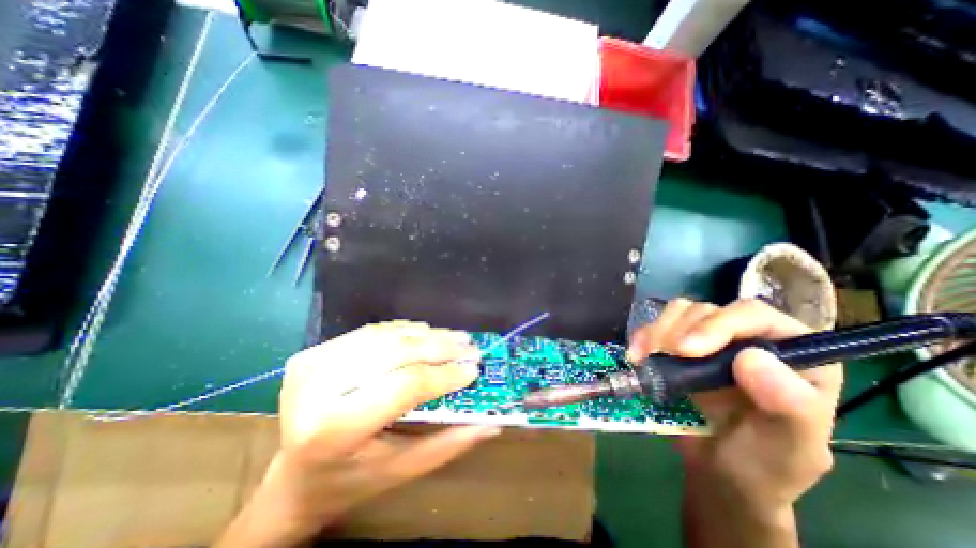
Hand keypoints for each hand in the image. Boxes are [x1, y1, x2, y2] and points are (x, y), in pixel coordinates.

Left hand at [215, 321, 498, 547]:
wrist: (292, 476)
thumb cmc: (351, 480)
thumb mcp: (401, 471)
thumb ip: (448, 445)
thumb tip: (491, 424)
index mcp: (335, 428)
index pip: (405, 386)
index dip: (444, 374)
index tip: (474, 369)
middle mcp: (318, 388)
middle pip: (396, 353)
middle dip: (440, 347)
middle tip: (470, 346)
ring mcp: (312, 363)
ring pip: (386, 336)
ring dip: (426, 334)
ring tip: (455, 336)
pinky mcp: (315, 352)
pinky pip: (372, 331)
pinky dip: (403, 330)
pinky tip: (426, 333)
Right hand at [630, 296, 842, 538]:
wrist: (720, 473)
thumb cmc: (763, 465)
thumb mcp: (789, 449)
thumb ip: (789, 407)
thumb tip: (752, 359)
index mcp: (793, 354)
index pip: (754, 316)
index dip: (717, 325)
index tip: (685, 351)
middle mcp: (749, 338)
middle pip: (708, 310)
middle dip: (679, 329)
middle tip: (661, 356)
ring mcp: (711, 340)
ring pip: (679, 312)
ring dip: (657, 331)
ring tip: (644, 357)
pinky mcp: (680, 345)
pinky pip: (658, 325)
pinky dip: (643, 335)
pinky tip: (636, 354)